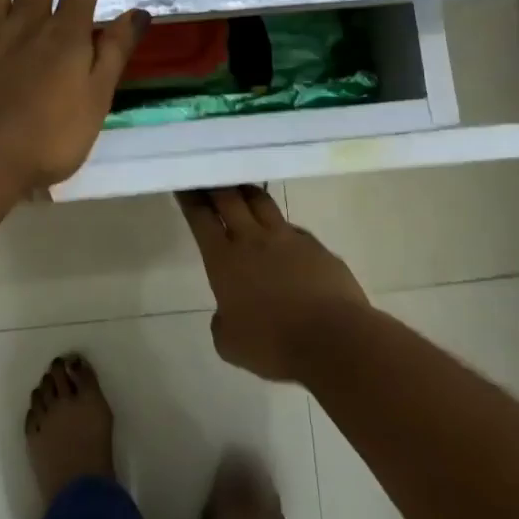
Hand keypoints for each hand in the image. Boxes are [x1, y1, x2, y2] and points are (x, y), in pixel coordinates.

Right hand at [178, 187, 368, 381]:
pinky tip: (283, 238)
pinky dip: (281, 228)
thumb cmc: (273, 344)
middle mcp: (254, 239)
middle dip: (216, 185)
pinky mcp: (317, 247)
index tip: (184, 183)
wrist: (334, 340)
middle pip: (230, 198)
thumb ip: (223, 321)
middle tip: (209, 174)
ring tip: (242, 189)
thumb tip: (228, 312)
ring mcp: (288, 239)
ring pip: (262, 202)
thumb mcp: (230, 344)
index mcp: (224, 259)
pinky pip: (293, 229)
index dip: (190, 198)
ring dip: (248, 192)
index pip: (201, 218)